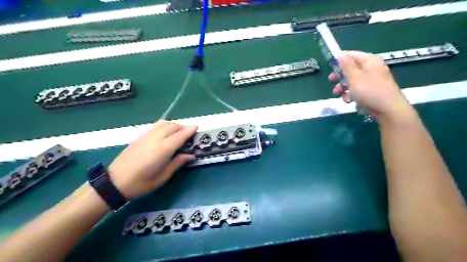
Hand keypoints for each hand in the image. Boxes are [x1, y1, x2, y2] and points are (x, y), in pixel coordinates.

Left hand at [109, 120, 196, 198]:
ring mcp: (146, 136)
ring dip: (174, 125)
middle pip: (173, 126)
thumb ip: (177, 163)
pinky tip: (166, 133)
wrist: (114, 182)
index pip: (180, 135)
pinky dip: (164, 125)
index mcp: (163, 150)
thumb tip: (190, 155)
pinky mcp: (140, 137)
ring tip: (178, 132)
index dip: (189, 130)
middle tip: (189, 133)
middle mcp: (155, 139)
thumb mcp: (163, 177)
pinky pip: (155, 126)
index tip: (197, 128)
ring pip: (163, 123)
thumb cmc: (141, 183)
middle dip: (183, 127)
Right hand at [328, 50, 411, 119]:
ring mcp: (370, 81)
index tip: (330, 67)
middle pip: (350, 69)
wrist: (387, 110)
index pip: (351, 55)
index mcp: (369, 61)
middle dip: (340, 76)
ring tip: (339, 94)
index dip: (340, 60)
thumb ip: (346, 65)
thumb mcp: (355, 77)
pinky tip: (349, 100)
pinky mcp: (369, 91)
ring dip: (343, 88)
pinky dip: (350, 94)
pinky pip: (356, 90)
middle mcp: (370, 69)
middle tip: (332, 81)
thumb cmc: (370, 91)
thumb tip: (340, 54)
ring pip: (351, 81)